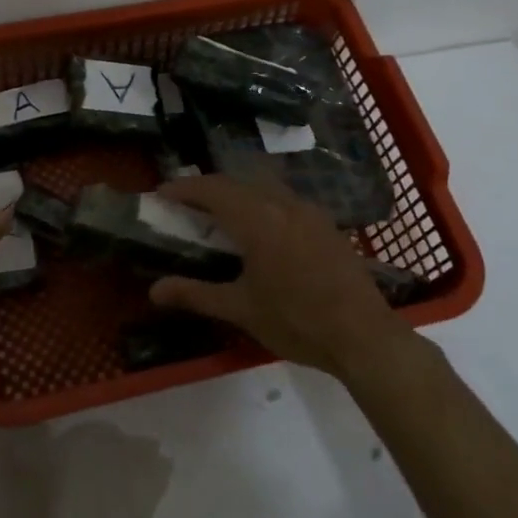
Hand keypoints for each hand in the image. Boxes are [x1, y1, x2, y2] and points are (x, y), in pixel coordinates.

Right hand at [147, 174, 409, 377]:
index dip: (185, 188)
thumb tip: (154, 290)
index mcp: (259, 220)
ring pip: (265, 186)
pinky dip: (262, 202)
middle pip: (239, 181)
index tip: (162, 193)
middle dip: (209, 187)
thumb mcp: (241, 309)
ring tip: (219, 214)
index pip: (214, 189)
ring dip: (238, 192)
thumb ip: (195, 294)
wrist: (364, 337)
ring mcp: (310, 212)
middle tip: (186, 204)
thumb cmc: (297, 322)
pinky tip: (260, 230)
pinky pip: (286, 200)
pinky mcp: (327, 225)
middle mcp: (285, 205)